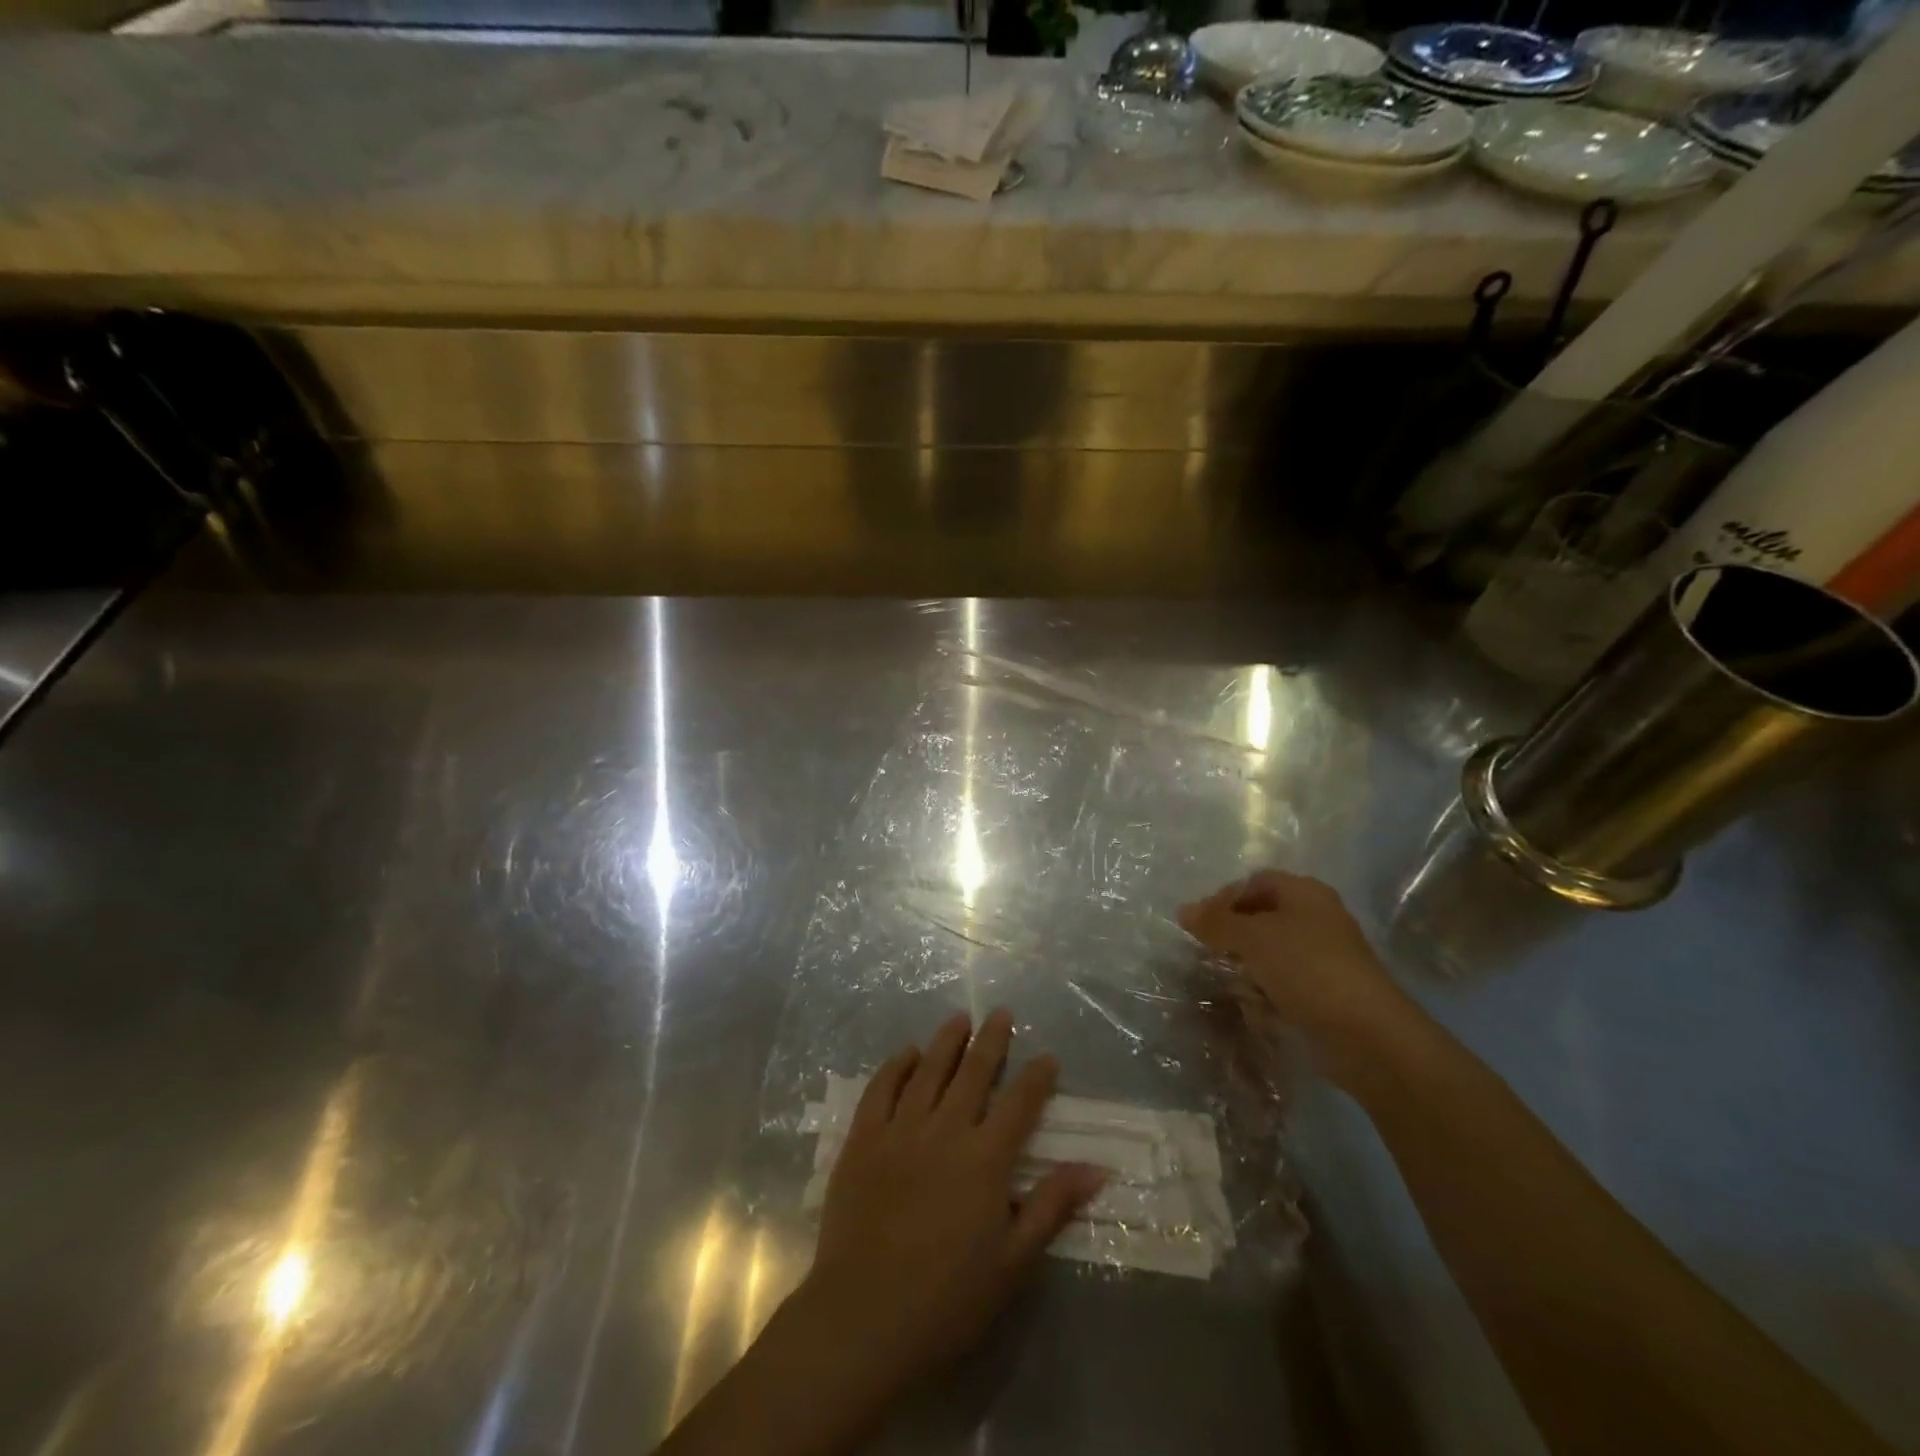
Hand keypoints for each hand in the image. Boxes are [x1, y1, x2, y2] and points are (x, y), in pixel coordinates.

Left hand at [793, 1010, 1103, 1396]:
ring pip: (928, 1069)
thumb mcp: (1012, 1263)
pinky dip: (897, 1065)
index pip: (1020, 1103)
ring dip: (946, 1040)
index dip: (1037, 1076)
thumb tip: (1096, 1167)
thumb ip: (1051, 1207)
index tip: (1047, 1056)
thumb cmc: (947, 1301)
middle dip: (991, 1039)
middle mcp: (945, 1130)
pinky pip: (881, 1088)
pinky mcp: (863, 1139)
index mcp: (985, 1160)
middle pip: (973, 1072)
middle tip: (1001, 1012)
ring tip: (959, 1019)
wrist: (862, 1321)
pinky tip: (908, 1053)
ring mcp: (900, 1130)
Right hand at [1179, 870, 1423, 1090]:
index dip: (1223, 897)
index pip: (1254, 882)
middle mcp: (1317, 919)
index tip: (1199, 923)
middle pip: (1262, 916)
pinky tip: (1252, 1004)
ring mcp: (1323, 958)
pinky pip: (1284, 982)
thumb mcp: (1253, 937)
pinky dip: (1265, 990)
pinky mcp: (1324, 993)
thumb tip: (1183, 910)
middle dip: (1232, 933)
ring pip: (1271, 951)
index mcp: (1305, 894)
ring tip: (1226, 978)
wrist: (1366, 1035)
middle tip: (1208, 950)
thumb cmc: (1307, 969)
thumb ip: (1216, 922)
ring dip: (1246, 964)